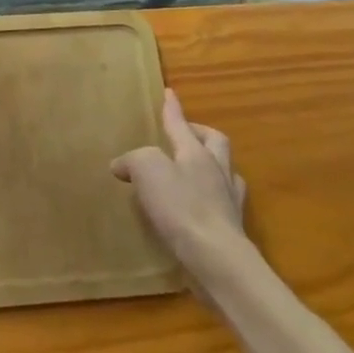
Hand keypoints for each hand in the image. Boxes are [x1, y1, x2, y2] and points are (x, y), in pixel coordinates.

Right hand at [111, 89, 249, 280]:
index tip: (169, 92)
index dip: (172, 108)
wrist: (217, 260)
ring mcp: (229, 201)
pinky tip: (198, 206)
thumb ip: (134, 160)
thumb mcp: (147, 171)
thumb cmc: (182, 208)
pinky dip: (211, 197)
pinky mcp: (231, 229)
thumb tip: (121, 165)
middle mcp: (217, 171)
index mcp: (196, 153)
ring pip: (226, 172)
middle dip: (200, 133)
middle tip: (186, 133)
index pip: (181, 124)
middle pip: (216, 142)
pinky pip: (223, 202)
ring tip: (194, 170)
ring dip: (211, 165)